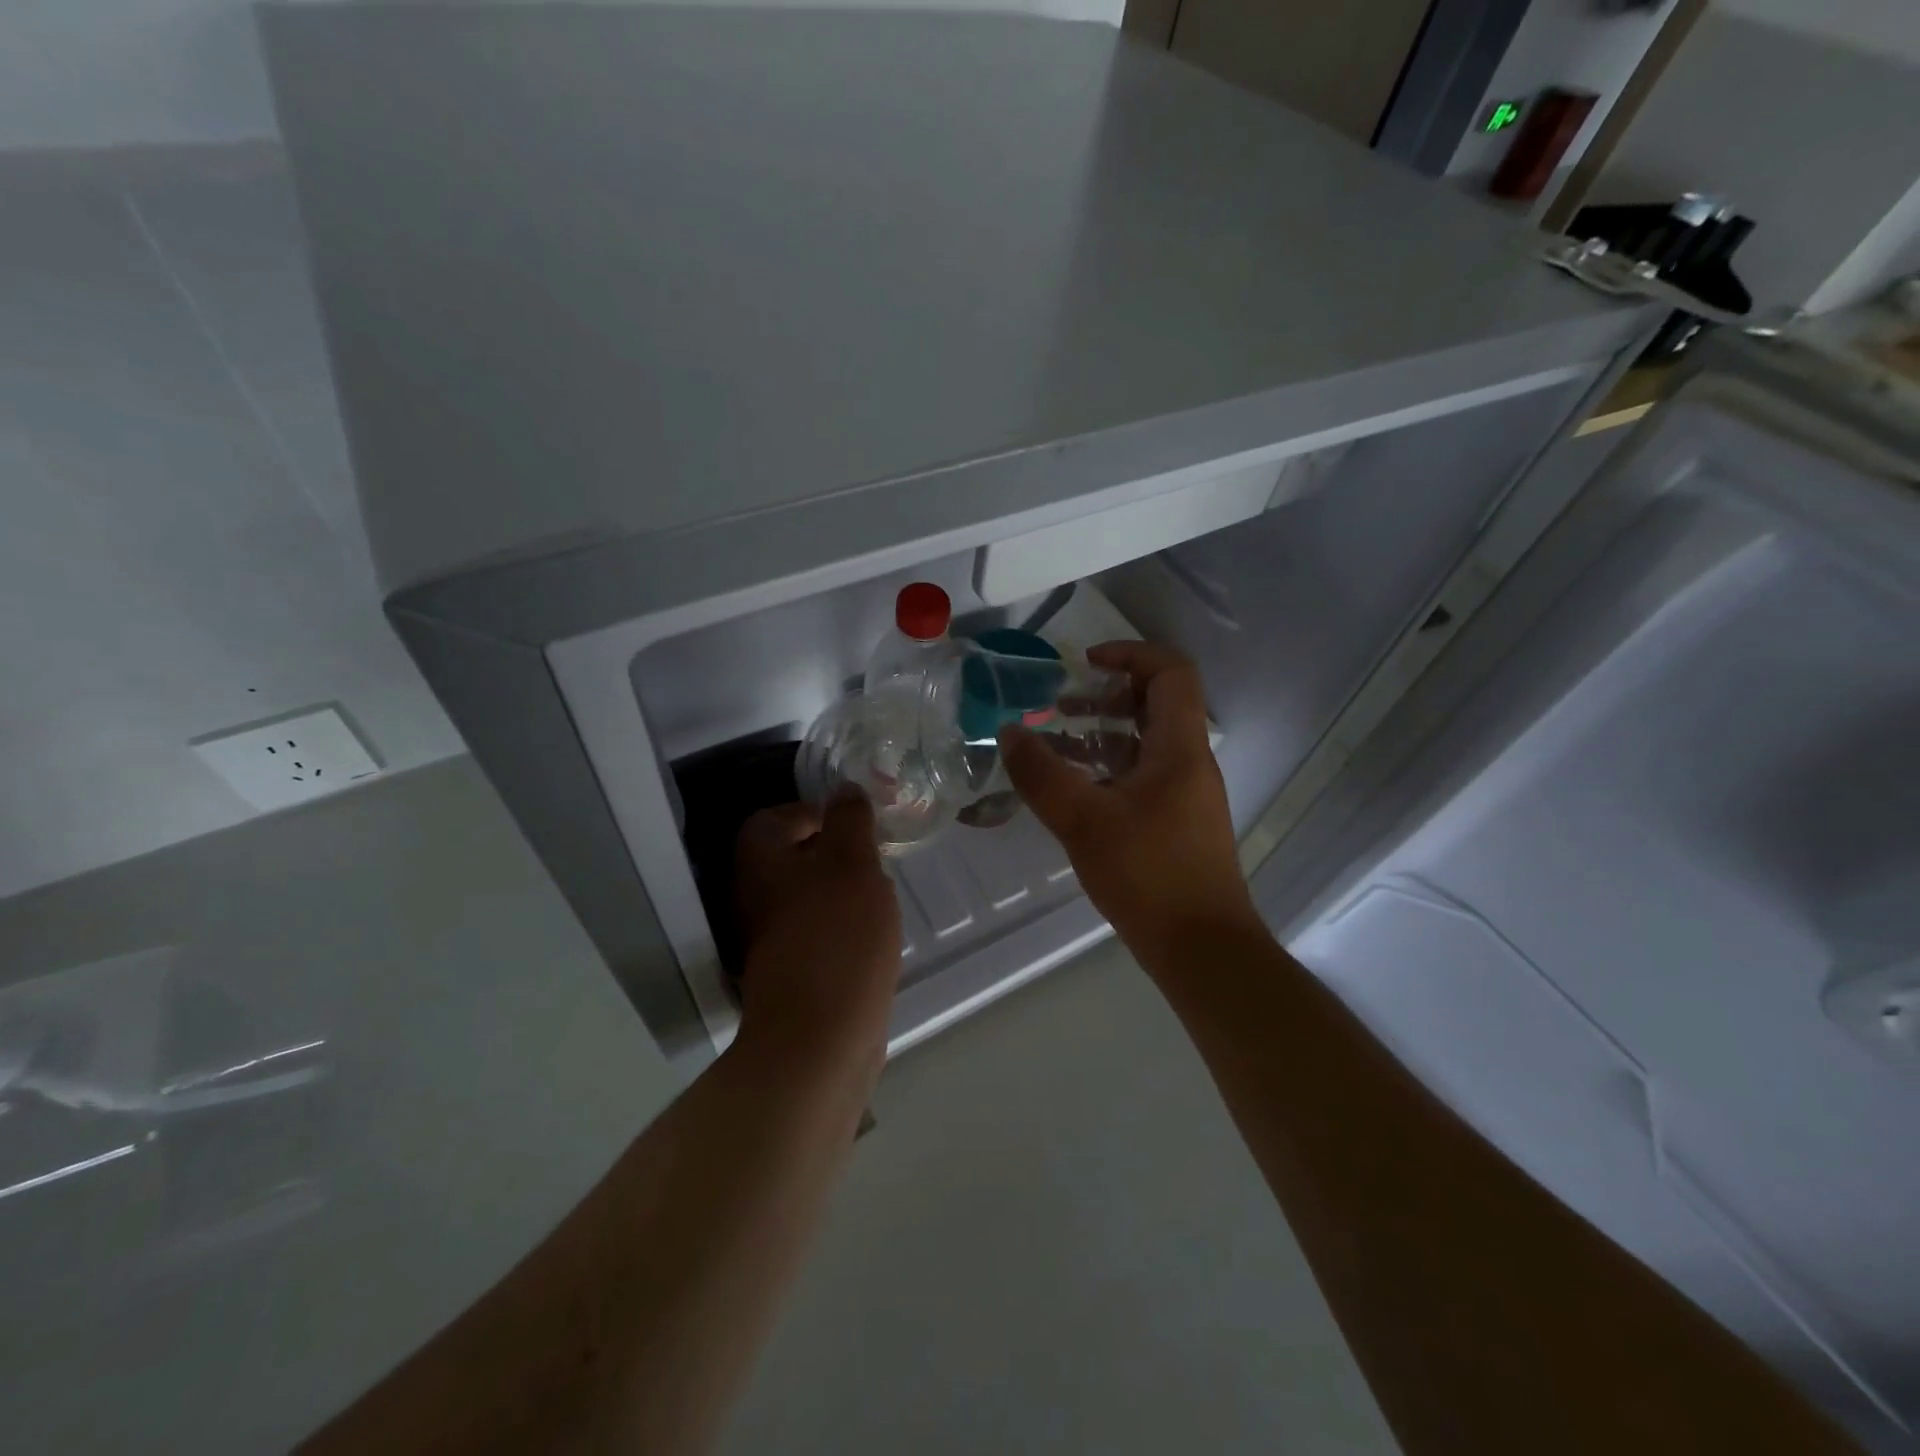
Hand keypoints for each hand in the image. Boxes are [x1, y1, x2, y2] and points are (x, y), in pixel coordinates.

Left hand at [734, 795, 902, 1078]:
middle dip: (835, 852)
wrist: (821, 1036)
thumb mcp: (852, 862)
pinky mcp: (792, 969)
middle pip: (791, 856)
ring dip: (841, 889)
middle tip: (873, 857)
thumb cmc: (837, 935)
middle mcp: (755, 895)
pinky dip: (842, 924)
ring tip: (878, 894)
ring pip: (807, 894)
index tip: (855, 824)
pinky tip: (871, 934)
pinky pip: (817, 929)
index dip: (814, 812)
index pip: (774, 817)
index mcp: (761, 862)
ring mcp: (771, 936)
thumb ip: (849, 820)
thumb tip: (845, 791)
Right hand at [999, 642, 1261, 969]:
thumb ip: (1042, 775)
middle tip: (1060, 704)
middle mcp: (1189, 762)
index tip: (1085, 663)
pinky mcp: (1176, 822)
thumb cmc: (1149, 876)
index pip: (1171, 672)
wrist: (1202, 949)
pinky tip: (1073, 789)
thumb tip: (1008, 733)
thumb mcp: (1085, 822)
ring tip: (1056, 741)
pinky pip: (1142, 775)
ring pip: (1146, 742)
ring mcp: (1186, 794)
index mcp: (1179, 748)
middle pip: (1157, 704)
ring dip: (1103, 732)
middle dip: (1106, 695)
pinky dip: (1108, 767)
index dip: (1130, 654)